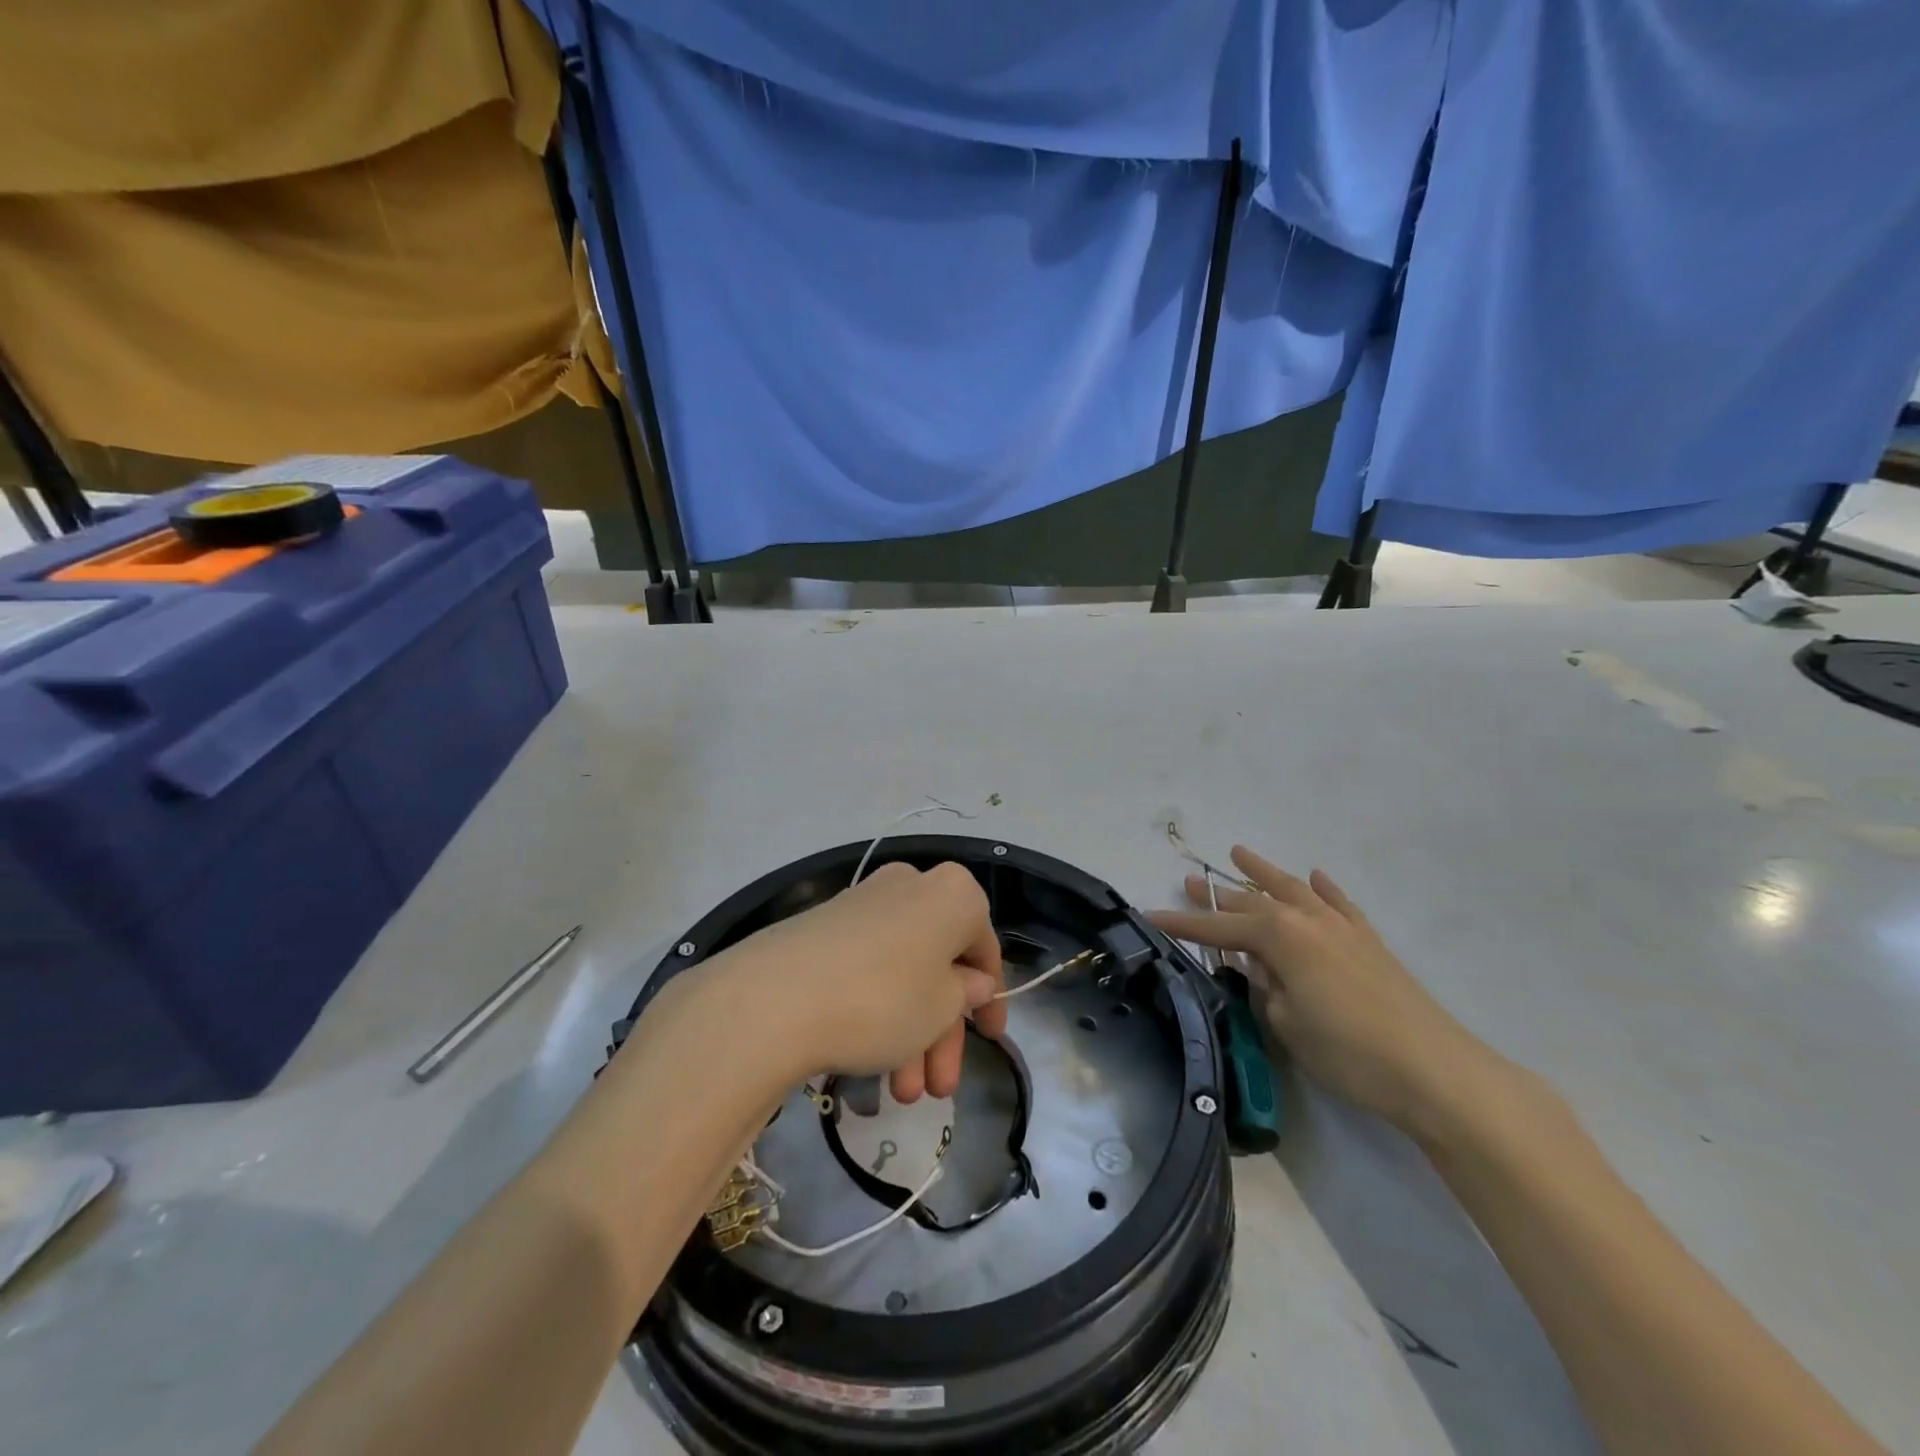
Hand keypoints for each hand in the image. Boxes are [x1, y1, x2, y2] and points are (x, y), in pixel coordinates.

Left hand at [724, 861, 1004, 1102]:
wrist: (775, 998)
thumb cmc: (884, 999)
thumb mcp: (941, 1008)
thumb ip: (965, 994)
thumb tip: (970, 982)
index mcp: (953, 894)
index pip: (985, 948)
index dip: (990, 998)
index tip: (989, 1038)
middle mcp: (911, 886)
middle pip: (940, 965)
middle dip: (942, 1034)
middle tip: (938, 1089)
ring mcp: (864, 903)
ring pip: (903, 972)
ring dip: (909, 1035)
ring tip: (898, 1097)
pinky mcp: (825, 925)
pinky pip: (869, 967)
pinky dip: (878, 1011)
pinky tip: (868, 1064)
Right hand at [1149, 846, 1491, 1133]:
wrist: (1433, 1069)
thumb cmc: (1347, 1051)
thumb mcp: (1286, 1023)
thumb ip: (1264, 987)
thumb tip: (1260, 967)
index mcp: (1279, 937)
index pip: (1217, 928)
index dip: (1182, 924)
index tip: (1150, 916)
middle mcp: (1306, 919)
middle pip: (1252, 902)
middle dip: (1217, 895)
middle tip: (1188, 882)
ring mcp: (1341, 926)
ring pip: (1292, 889)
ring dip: (1263, 872)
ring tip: (1238, 853)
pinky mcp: (1369, 941)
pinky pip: (1339, 902)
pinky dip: (1323, 887)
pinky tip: (1315, 876)